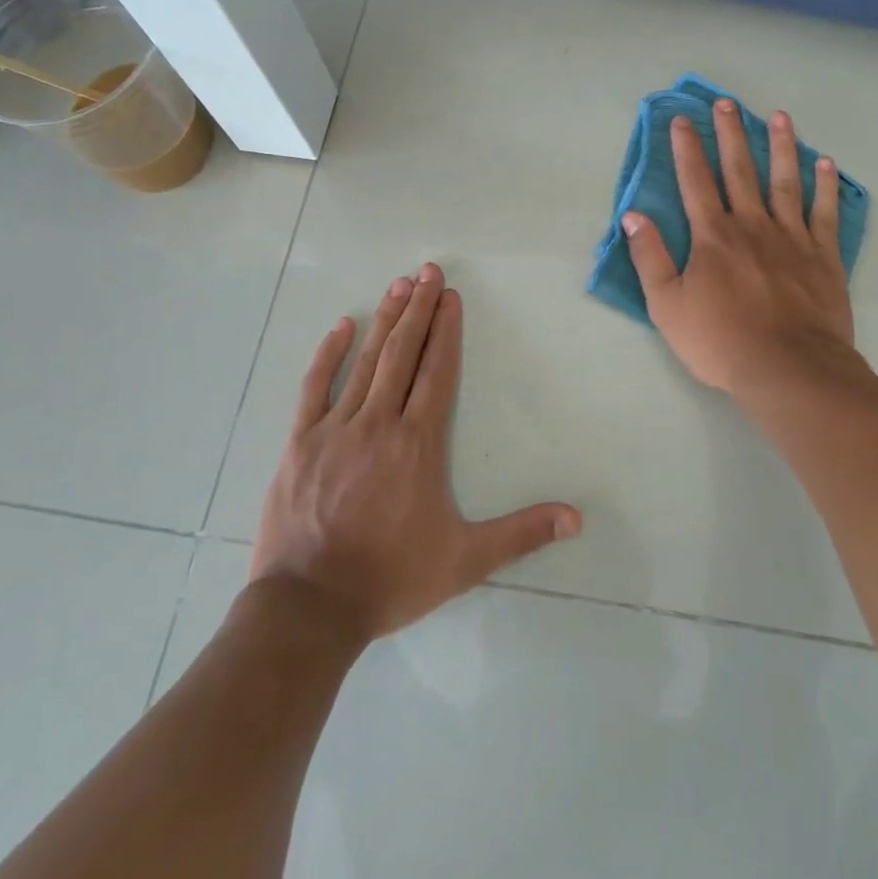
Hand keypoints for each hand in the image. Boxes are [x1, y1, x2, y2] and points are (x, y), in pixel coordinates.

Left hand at [249, 263, 581, 642]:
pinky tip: (342, 325)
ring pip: (366, 361)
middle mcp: (380, 423)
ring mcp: (336, 428)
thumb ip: (521, 534)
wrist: (309, 608)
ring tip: (400, 284)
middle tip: (429, 270)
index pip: (437, 372)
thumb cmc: (391, 578)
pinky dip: (329, 353)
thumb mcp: (465, 561)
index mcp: (418, 444)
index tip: (452, 296)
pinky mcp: (300, 441)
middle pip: (404, 353)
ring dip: (385, 319)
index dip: (447, 331)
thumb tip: (576, 518)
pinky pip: (315, 386)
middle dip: (419, 309)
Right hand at [623, 100, 856, 396]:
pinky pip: (824, 213)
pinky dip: (825, 187)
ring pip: (785, 182)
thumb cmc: (721, 340)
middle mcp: (752, 225)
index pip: (695, 181)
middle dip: (731, 134)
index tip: (682, 120)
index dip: (687, 149)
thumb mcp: (667, 305)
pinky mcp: (823, 256)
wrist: (788, 369)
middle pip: (739, 170)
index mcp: (713, 235)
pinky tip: (826, 164)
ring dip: (782, 147)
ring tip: (780, 117)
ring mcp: (792, 238)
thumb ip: (650, 257)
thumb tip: (633, 216)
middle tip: (727, 103)